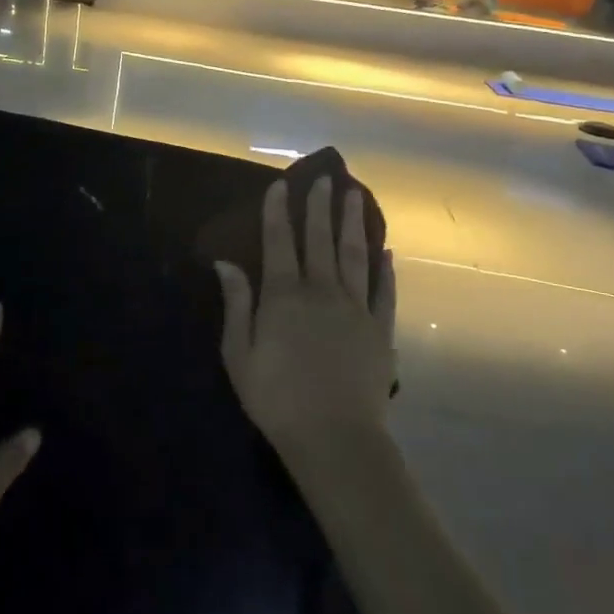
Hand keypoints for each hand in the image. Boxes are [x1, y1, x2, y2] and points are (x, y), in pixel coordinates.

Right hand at [214, 177, 396, 471]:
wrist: (334, 436)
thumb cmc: (276, 397)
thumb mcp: (239, 353)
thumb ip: (237, 304)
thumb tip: (226, 263)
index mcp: (284, 296)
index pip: (279, 242)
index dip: (277, 212)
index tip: (281, 185)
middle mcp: (322, 291)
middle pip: (320, 240)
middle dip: (320, 207)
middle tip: (325, 178)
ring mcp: (356, 308)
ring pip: (355, 255)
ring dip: (354, 224)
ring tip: (356, 196)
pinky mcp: (380, 330)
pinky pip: (384, 291)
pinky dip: (386, 270)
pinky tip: (387, 251)